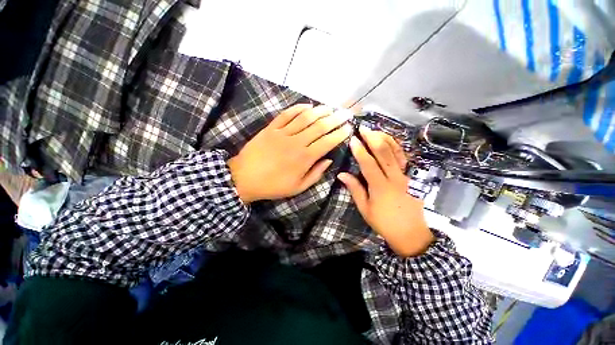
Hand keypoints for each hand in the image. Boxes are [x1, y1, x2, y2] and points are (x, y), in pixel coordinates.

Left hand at [228, 104, 352, 202]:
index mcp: (304, 158)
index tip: (349, 128)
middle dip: (335, 119)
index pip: (327, 142)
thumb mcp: (298, 187)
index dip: (340, 134)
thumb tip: (328, 160)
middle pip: (320, 126)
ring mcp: (283, 133)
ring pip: (305, 118)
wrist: (244, 178)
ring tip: (331, 107)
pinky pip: (286, 114)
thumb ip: (315, 174)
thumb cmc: (273, 186)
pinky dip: (298, 108)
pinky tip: (308, 106)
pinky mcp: (271, 128)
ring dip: (320, 111)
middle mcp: (296, 142)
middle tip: (346, 113)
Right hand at [337, 126, 433, 256]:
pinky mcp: (413, 177)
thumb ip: (355, 189)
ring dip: (385, 139)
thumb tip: (342, 174)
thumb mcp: (365, 208)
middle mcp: (395, 178)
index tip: (353, 139)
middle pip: (384, 153)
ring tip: (375, 130)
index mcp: (381, 187)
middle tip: (363, 128)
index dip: (360, 150)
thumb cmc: (383, 222)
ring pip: (397, 152)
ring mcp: (407, 176)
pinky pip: (405, 158)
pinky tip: (390, 141)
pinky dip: (397, 147)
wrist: (410, 233)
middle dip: (373, 138)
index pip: (368, 164)